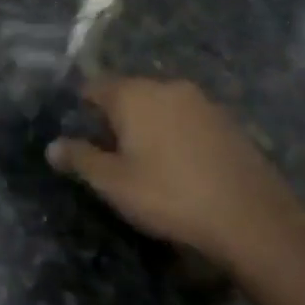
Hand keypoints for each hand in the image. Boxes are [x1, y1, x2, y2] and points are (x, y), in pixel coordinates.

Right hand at [47, 78, 304, 276]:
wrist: (251, 218)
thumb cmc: (169, 196)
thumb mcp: (113, 183)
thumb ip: (80, 159)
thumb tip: (52, 146)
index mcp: (134, 95)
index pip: (95, 86)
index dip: (81, 107)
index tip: (78, 133)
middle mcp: (167, 87)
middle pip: (129, 92)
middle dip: (115, 116)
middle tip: (108, 152)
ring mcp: (202, 101)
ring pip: (160, 105)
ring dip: (148, 124)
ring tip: (144, 160)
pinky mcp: (227, 121)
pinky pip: (187, 118)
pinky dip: (175, 133)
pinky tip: (179, 164)